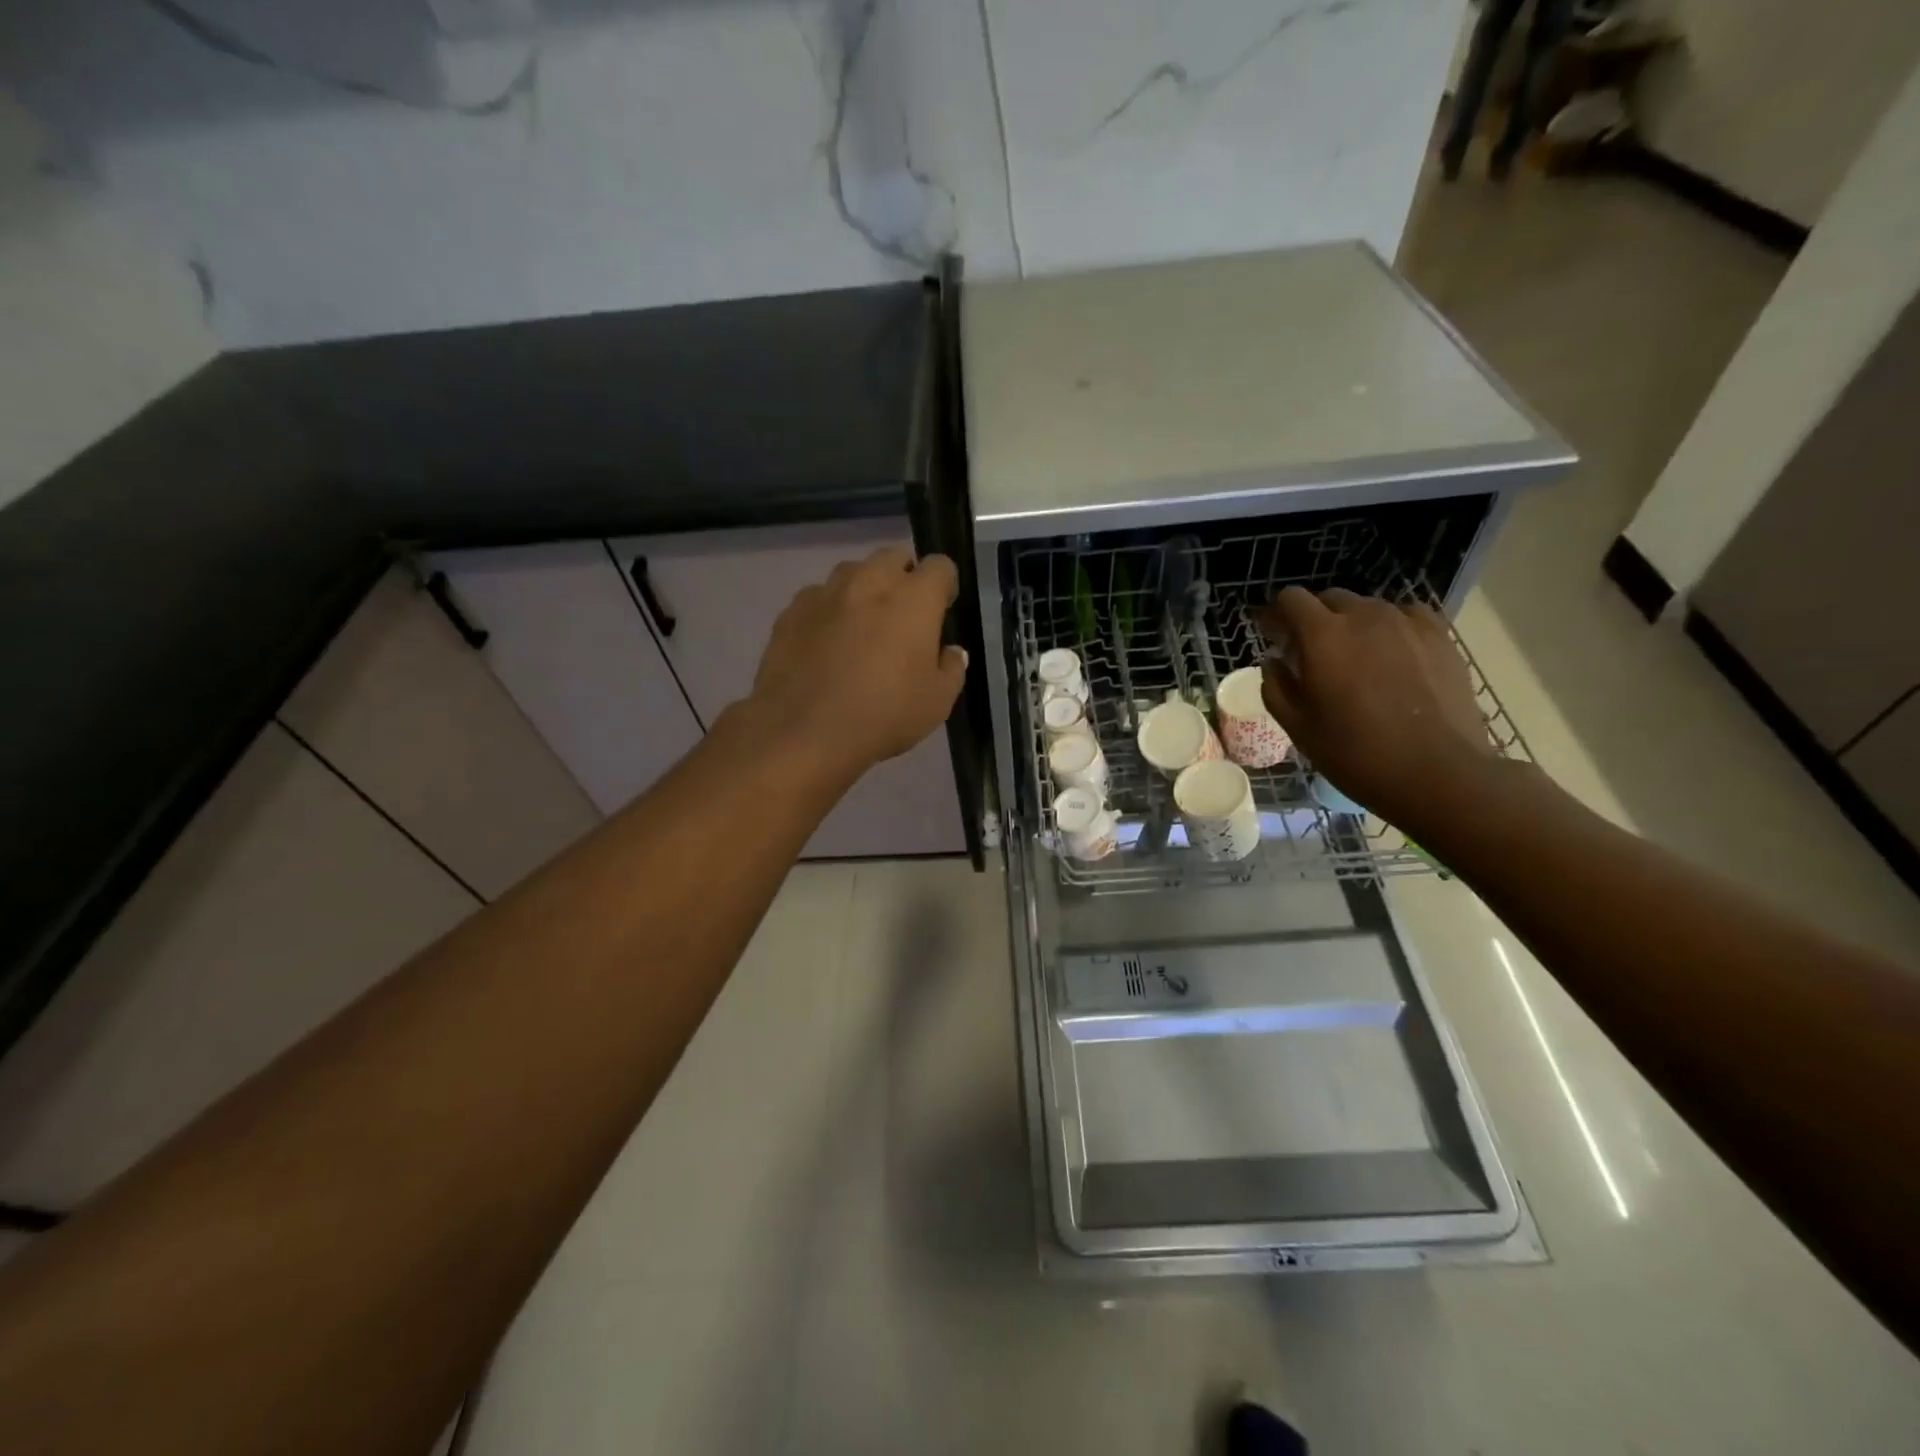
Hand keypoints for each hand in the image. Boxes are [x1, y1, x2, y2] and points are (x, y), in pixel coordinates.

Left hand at [744, 545, 967, 783]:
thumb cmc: (883, 715)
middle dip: (904, 577)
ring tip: (862, 625)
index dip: (945, 585)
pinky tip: (826, 642)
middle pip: (893, 557)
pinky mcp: (791, 611)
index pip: (939, 566)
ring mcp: (826, 593)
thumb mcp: (937, 702)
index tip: (942, 609)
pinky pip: (818, 597)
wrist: (805, 732)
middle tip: (903, 616)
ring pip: (852, 572)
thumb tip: (949, 651)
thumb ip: (951, 668)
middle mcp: (870, 582)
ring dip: (865, 588)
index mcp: (913, 598)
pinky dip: (829, 610)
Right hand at [1258, 587, 1497, 827]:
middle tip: (1312, 653)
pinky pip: (1405, 617)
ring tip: (1356, 660)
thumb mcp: (1297, 727)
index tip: (1274, 637)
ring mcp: (1407, 622)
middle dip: (1314, 619)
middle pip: (1329, 598)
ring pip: (1368, 608)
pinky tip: (1392, 657)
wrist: (1438, 772)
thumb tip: (1274, 661)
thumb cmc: (1355, 753)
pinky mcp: (1440, 636)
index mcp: (1322, 636)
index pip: (1290, 599)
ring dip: (1352, 625)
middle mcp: (1364, 616)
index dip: (1277, 615)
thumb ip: (1276, 686)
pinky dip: (1390, 629)